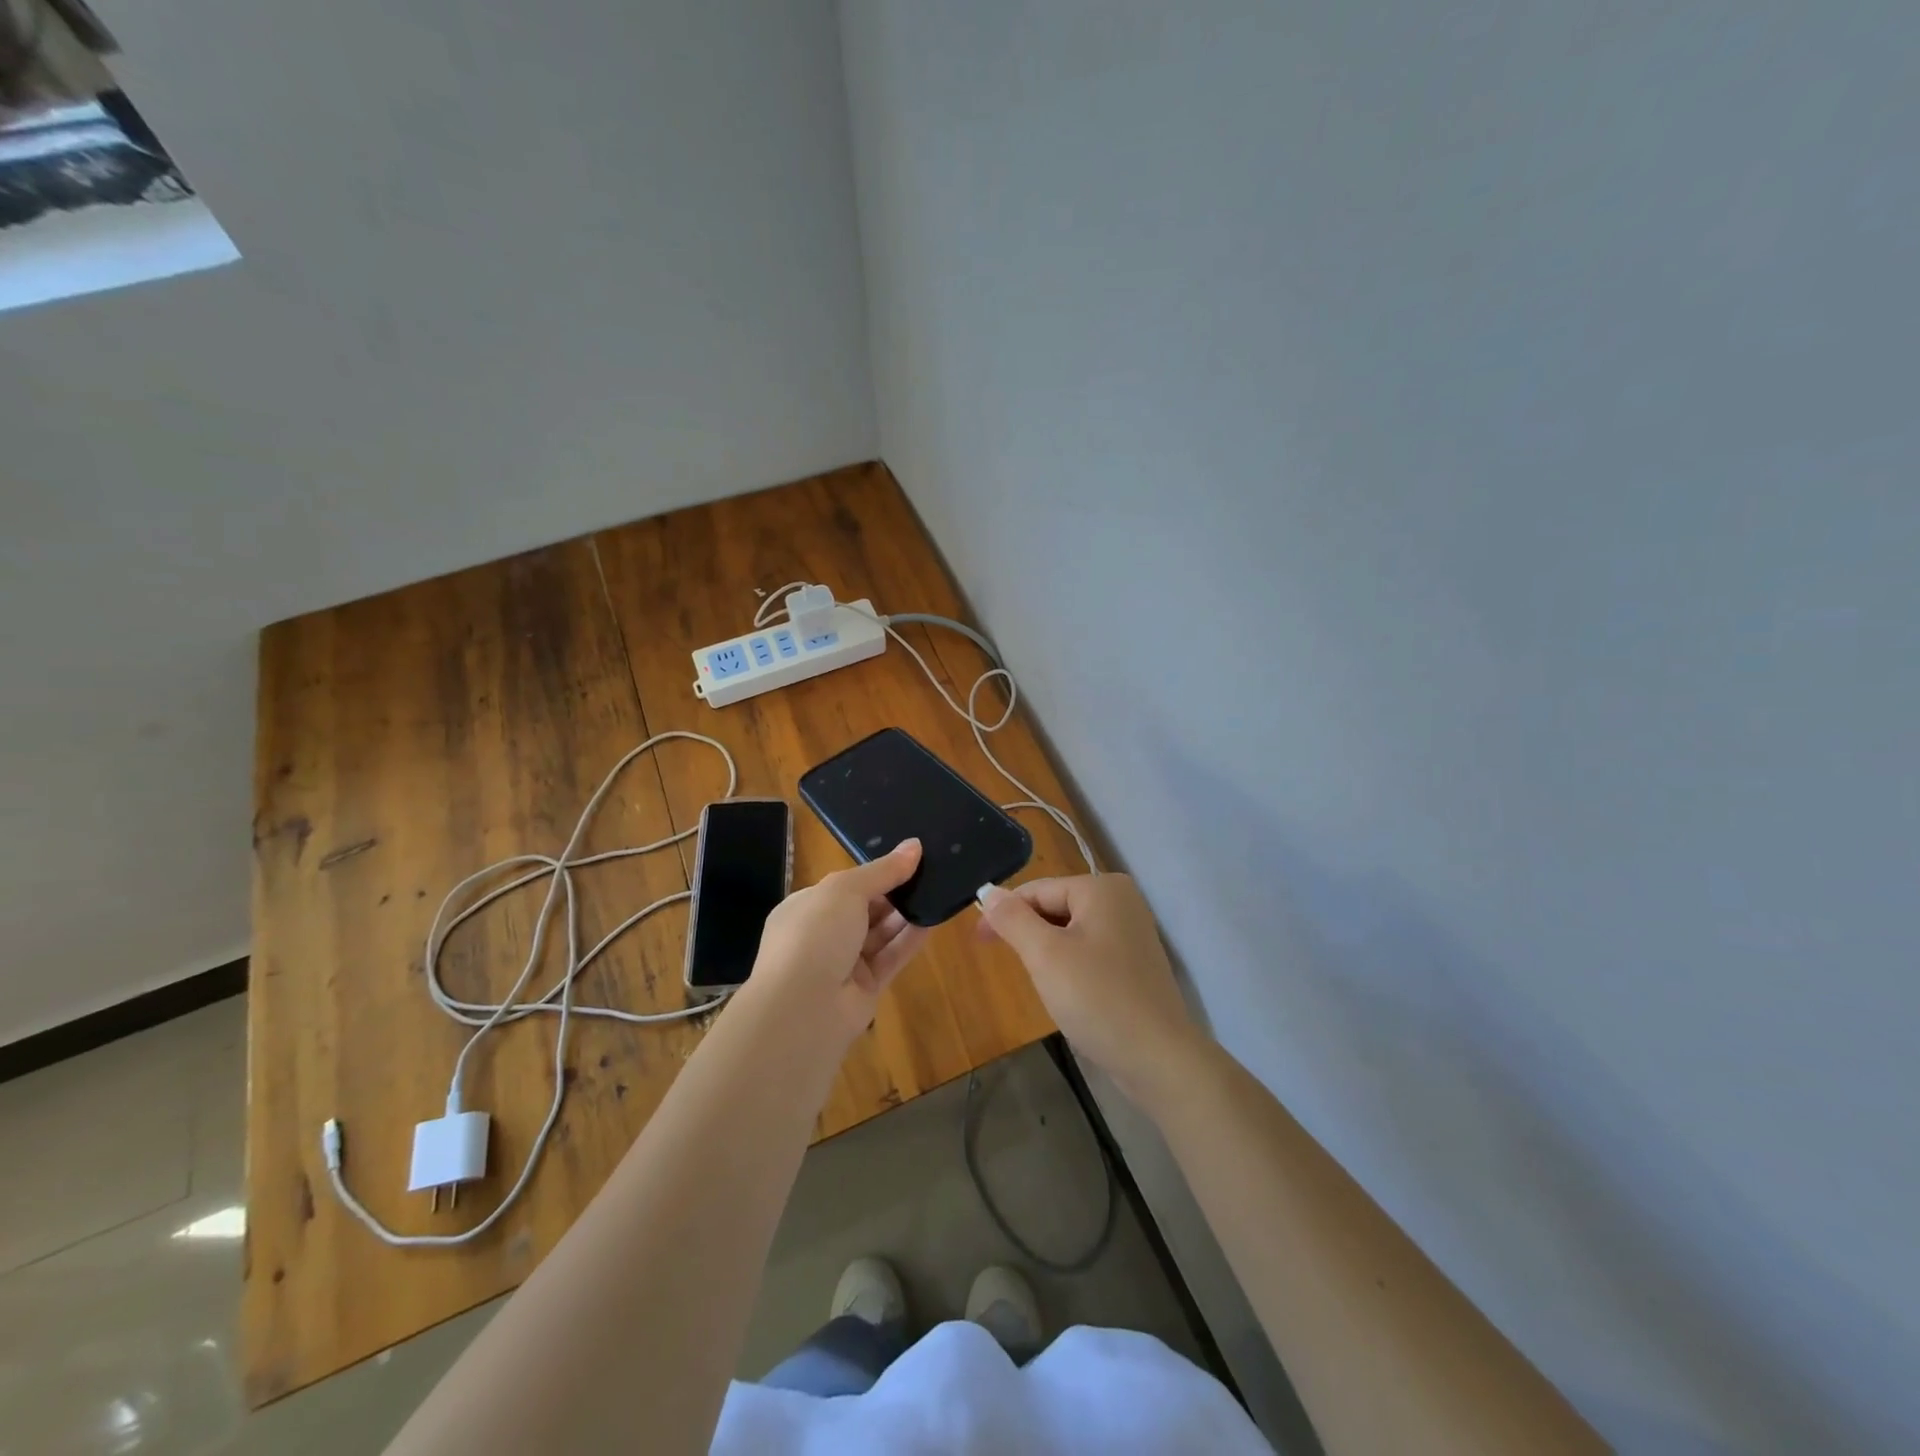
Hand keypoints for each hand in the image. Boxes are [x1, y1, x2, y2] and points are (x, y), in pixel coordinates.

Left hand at [744, 839, 929, 1042]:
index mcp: (806, 907)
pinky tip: (934, 919)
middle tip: (931, 872)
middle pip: (865, 909)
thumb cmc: (815, 934)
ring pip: (881, 933)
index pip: (845, 886)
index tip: (909, 859)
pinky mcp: (866, 988)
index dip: (875, 872)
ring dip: (906, 914)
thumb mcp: (846, 889)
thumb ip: (883, 870)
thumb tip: (914, 845)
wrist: (803, 1008)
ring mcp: (843, 964)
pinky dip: (911, 939)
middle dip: (894, 892)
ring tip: (938, 890)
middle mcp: (823, 935)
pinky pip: (892, 957)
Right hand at [978, 874, 1206, 1112]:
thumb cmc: (1097, 998)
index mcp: (1102, 888)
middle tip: (1006, 964)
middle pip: (1055, 906)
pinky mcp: (1135, 962)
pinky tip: (1066, 991)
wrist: (1159, 1059)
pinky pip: (1089, 950)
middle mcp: (1122, 900)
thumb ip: (1013, 919)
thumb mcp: (1045, 955)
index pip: (1038, 890)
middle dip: (1028, 933)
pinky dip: (1069, 964)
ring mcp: (1132, 932)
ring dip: (1047, 951)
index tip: (978, 940)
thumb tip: (989, 892)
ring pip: (1070, 931)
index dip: (1005, 912)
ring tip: (1038, 981)